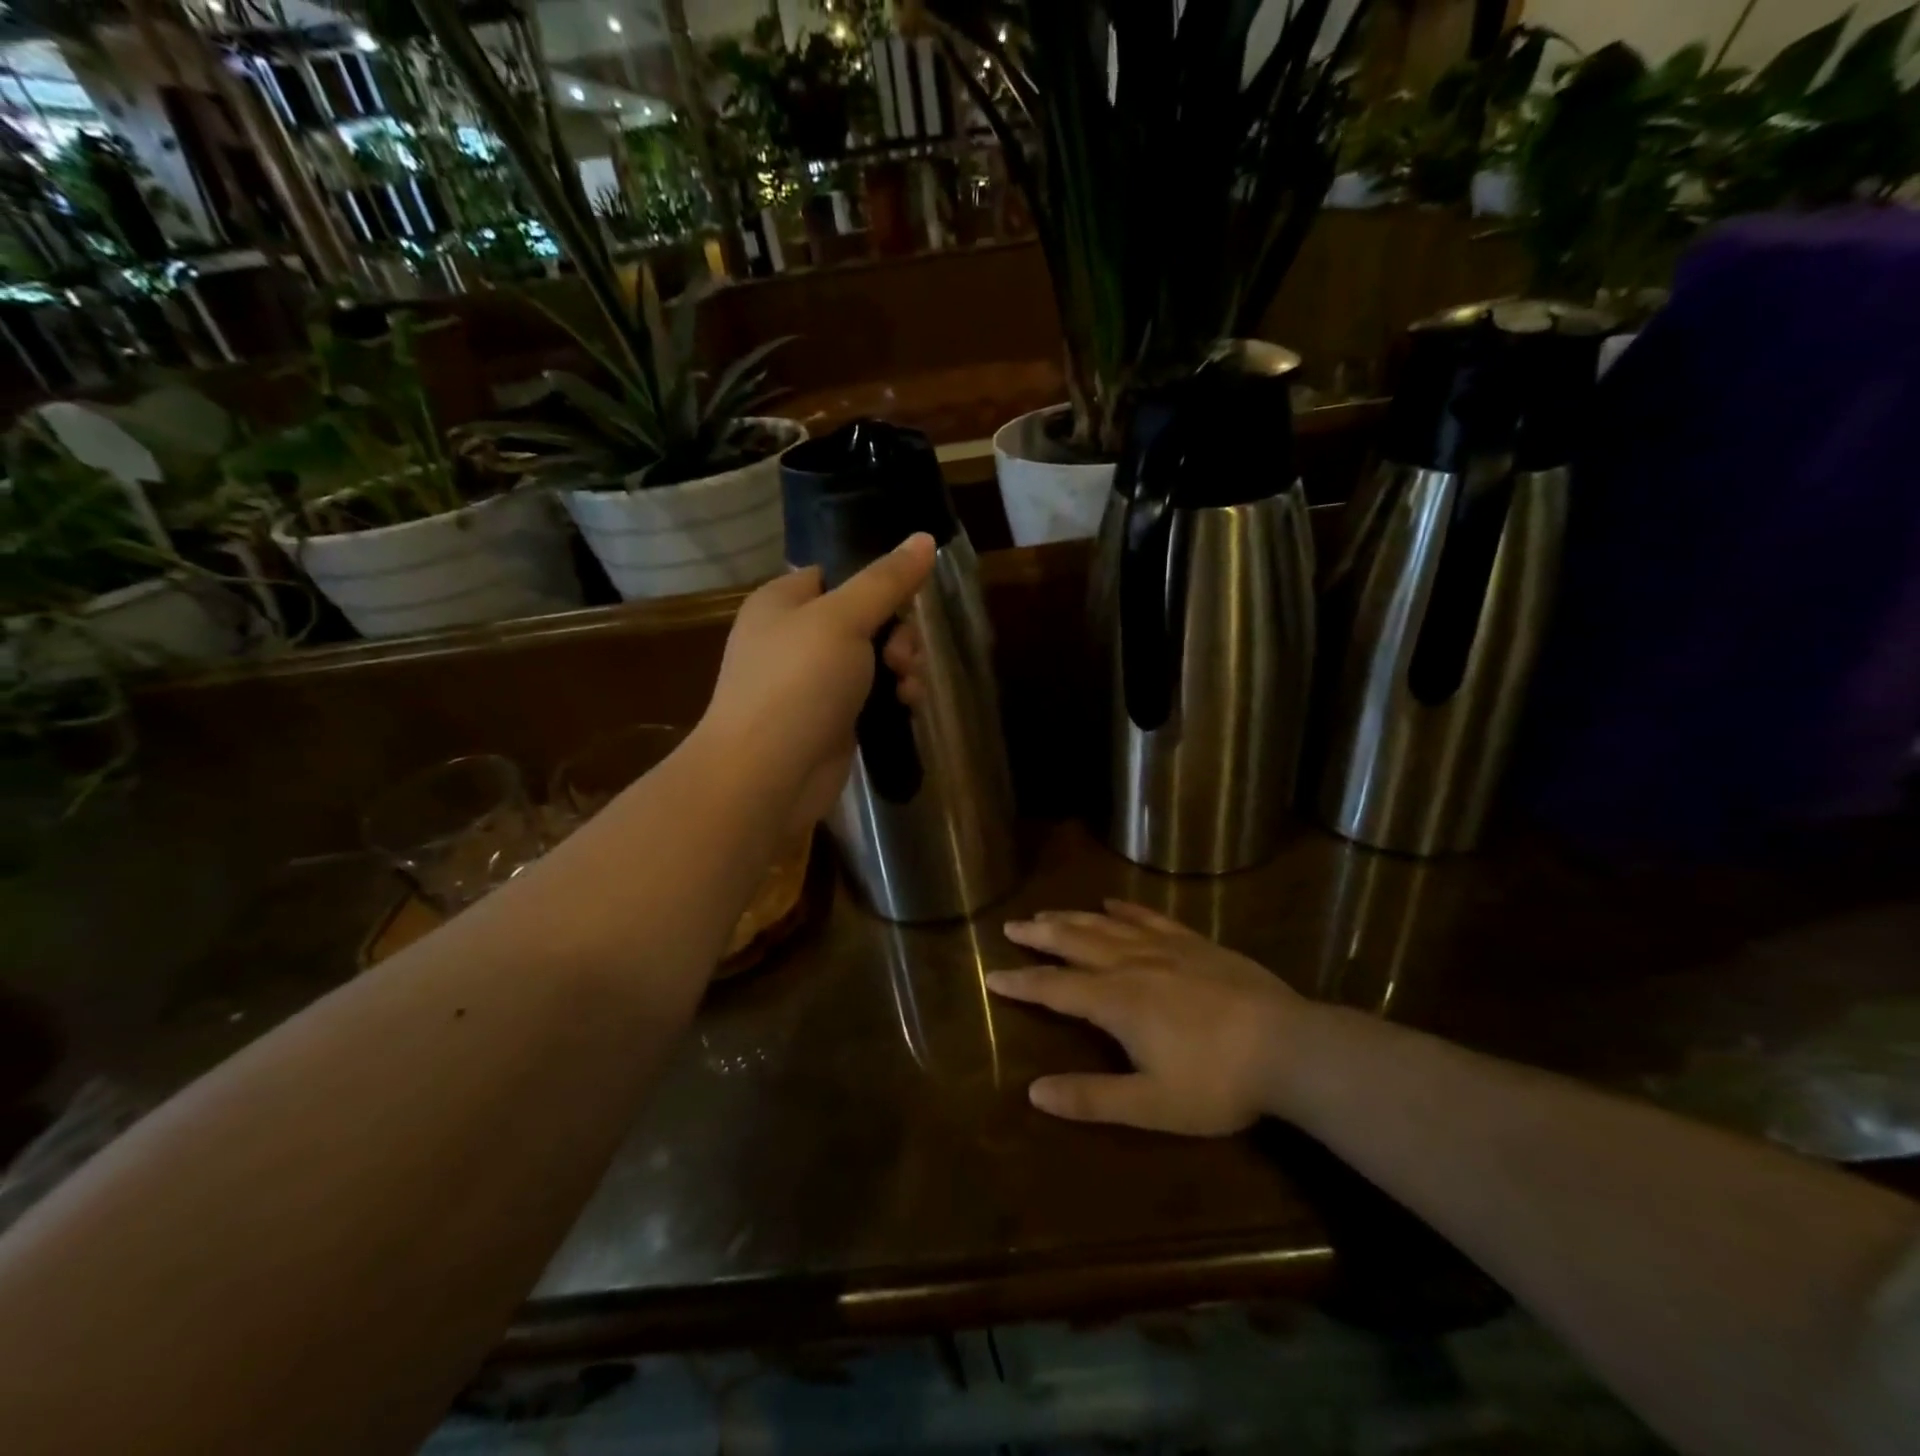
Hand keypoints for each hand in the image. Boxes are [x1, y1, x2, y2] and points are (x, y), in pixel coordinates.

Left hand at [701, 534, 935, 832]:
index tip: (906, 599)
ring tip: (908, 688)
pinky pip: (872, 696)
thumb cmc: (797, 683)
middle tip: (901, 657)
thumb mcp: (843, 620)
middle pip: (865, 618)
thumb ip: (886, 581)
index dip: (877, 583)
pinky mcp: (831, 720)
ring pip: (873, 659)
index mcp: (783, 601)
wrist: (766, 775)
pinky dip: (892, 697)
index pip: (837, 573)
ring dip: (901, 667)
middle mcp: (795, 637)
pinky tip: (907, 707)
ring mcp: (812, 682)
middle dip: (897, 634)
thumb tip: (925, 538)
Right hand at [988, 901, 1309, 1135]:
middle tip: (1011, 925)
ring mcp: (1165, 948)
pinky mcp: (1195, 942)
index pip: (1055, 987)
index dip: (1022, 982)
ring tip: (1048, 912)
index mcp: (1116, 1002)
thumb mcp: (1151, 1105)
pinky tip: (1112, 903)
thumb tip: (1034, 1092)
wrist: (1288, 1046)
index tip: (993, 975)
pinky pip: (1150, 917)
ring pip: (1107, 925)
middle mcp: (1132, 964)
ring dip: (1073, 918)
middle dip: (1040, 935)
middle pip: (1075, 943)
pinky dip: (1126, 908)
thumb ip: (1092, 1098)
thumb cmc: (1217, 1082)